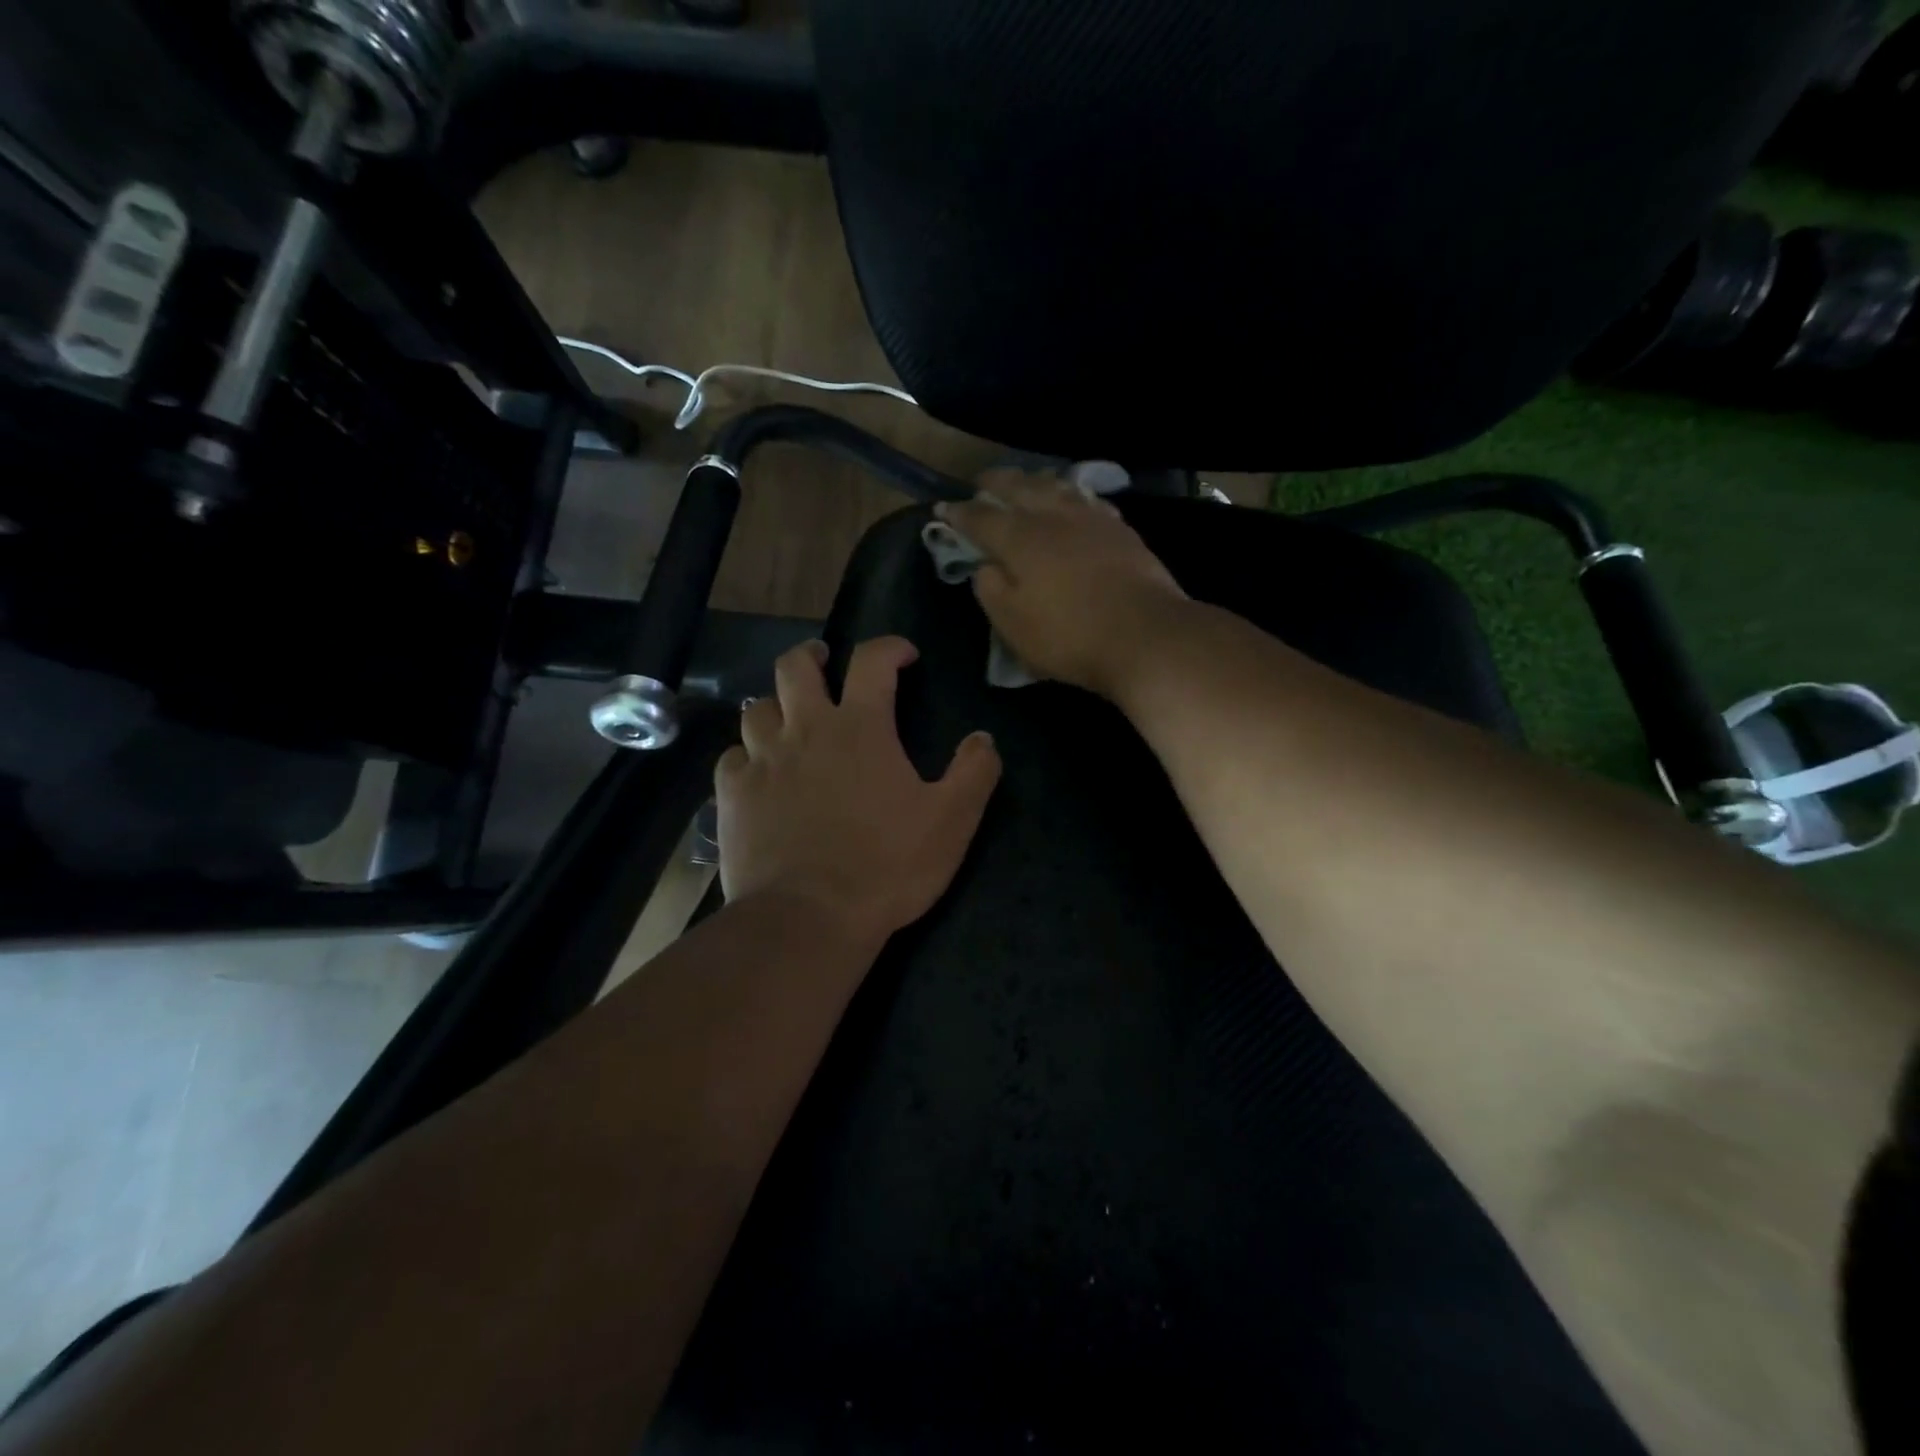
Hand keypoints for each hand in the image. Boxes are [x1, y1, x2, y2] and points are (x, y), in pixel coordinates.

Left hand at [716, 637, 1002, 948]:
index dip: (889, 647)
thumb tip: (983, 738)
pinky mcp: (733, 796)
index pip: (872, 661)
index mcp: (860, 728)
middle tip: (823, 663)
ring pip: (756, 709)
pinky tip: (756, 774)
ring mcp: (762, 761)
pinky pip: (731, 759)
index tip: (904, 655)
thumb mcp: (951, 821)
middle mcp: (805, 731)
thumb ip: (974, 773)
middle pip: (794, 667)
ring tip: (788, 721)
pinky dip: (745, 757)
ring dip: (775, 707)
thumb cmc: (887, 865)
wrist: (809, 917)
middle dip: (811, 656)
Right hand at [936, 470, 1187, 698]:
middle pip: (1020, 488)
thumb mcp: (1013, 624)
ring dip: (1035, 481)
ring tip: (1026, 481)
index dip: (960, 514)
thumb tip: (984, 565)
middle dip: (996, 483)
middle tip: (982, 482)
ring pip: (1057, 487)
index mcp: (1020, 538)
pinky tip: (1074, 500)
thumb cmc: (1069, 635)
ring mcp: (1091, 519)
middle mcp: (1054, 517)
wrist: (1145, 635)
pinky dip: (1071, 495)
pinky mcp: (1121, 530)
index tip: (943, 510)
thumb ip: (990, 589)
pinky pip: (1088, 500)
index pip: (981, 518)